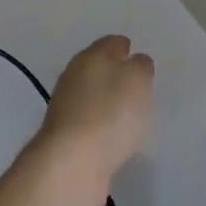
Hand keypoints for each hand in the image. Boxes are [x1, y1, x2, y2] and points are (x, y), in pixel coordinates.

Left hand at [34, 36, 154, 205]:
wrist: (72, 163)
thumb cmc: (110, 113)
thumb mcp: (137, 80)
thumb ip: (140, 66)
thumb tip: (135, 62)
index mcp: (91, 56)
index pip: (112, 43)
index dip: (127, 49)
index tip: (141, 62)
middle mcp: (74, 75)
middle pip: (99, 68)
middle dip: (116, 75)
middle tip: (138, 88)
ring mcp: (66, 106)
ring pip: (92, 95)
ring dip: (107, 102)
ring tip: (129, 115)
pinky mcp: (65, 136)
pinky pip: (89, 122)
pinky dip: (101, 126)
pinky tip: (113, 138)